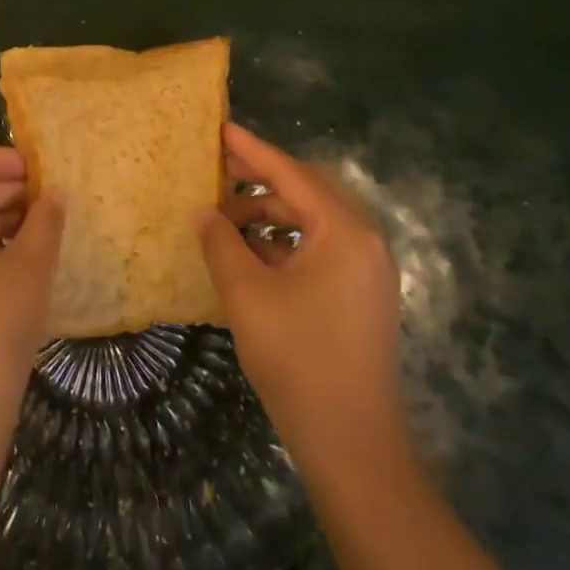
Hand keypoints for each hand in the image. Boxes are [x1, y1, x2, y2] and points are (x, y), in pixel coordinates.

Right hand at [196, 123, 408, 476]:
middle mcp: (365, 240)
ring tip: (225, 220)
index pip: (291, 174)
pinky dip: (284, 241)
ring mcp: (367, 269)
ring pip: (313, 221)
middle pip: (308, 191)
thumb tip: (202, 211)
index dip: (252, 151)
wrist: (351, 441)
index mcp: (344, 232)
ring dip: (270, 213)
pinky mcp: (361, 293)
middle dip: (260, 180)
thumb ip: (220, 243)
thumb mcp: (247, 294)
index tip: (220, 128)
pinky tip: (251, 253)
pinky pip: (320, 247)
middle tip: (217, 171)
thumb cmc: (298, 358)